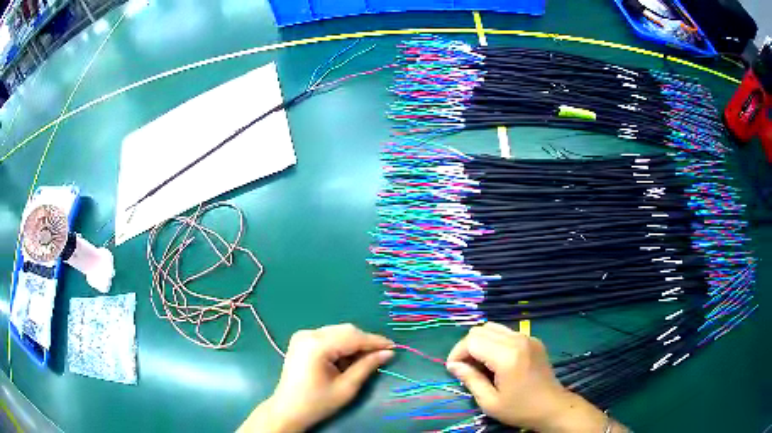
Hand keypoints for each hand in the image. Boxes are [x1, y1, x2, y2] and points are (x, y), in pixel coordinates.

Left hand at [240, 324, 393, 432]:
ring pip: (338, 332)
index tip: (394, 346)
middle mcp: (308, 334)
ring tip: (366, 359)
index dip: (375, 341)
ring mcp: (303, 335)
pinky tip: (348, 358)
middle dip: (365, 342)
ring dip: (354, 343)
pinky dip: (342, 345)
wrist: (288, 409)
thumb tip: (388, 352)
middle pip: (345, 331)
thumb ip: (367, 366)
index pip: (353, 337)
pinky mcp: (301, 340)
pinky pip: (329, 336)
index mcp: (317, 345)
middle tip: (382, 355)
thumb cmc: (317, 402)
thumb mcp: (346, 387)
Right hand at [446, 322, 615, 432]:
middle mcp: (518, 340)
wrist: (552, 407)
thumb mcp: (490, 402)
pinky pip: (506, 333)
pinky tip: (496, 361)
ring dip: (481, 343)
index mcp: (507, 356)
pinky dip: (494, 342)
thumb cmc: (520, 409)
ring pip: (493, 328)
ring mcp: (528, 337)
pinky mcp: (533, 340)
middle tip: (466, 368)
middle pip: (481, 330)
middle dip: (467, 347)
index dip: (458, 353)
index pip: (472, 341)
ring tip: (480, 364)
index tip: (454, 370)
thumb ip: (470, 380)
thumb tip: (453, 365)